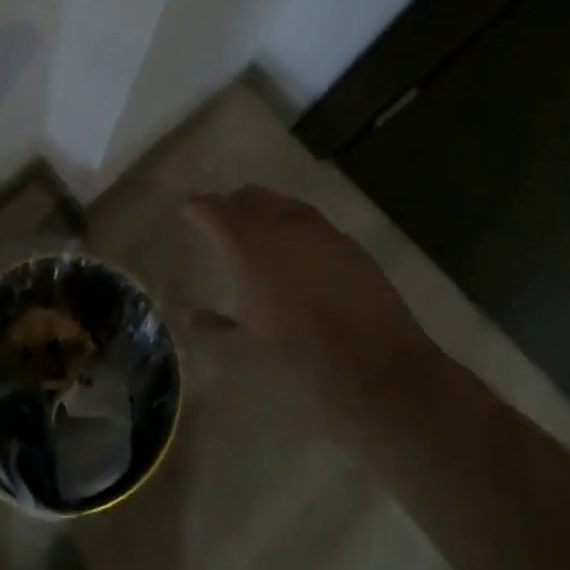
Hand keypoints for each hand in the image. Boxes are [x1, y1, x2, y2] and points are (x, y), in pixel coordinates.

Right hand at [185, 186, 430, 409]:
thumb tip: (190, 318)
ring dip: (265, 211)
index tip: (189, 214)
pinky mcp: (348, 244)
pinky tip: (299, 254)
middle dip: (231, 205)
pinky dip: (296, 227)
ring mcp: (319, 230)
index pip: (212, 208)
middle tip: (222, 224)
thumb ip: (212, 333)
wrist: (380, 372)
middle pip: (248, 196)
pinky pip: (311, 221)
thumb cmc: (300, 362)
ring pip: (282, 203)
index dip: (197, 208)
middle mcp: (280, 225)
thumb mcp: (244, 355)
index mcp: (246, 245)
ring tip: (260, 234)